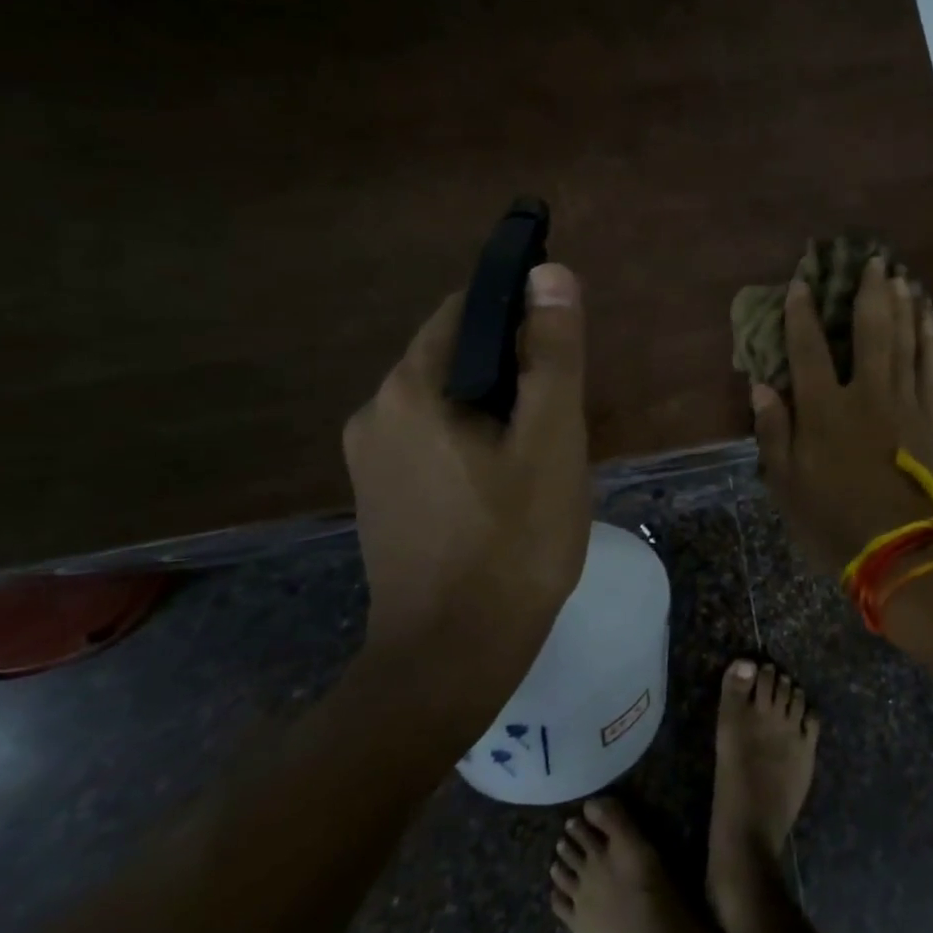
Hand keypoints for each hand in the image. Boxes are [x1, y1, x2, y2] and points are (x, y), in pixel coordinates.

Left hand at [343, 263, 589, 664]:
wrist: (451, 660)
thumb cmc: (514, 543)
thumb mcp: (551, 440)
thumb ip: (552, 354)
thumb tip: (549, 272)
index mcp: (409, 389)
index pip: (465, 310)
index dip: (520, 314)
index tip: (563, 351)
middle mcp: (374, 413)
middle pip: (454, 357)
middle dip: (512, 372)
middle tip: (560, 421)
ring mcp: (369, 460)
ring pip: (446, 402)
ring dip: (495, 410)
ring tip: (540, 458)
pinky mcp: (379, 496)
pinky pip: (432, 441)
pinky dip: (472, 442)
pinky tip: (505, 487)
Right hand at [752, 256, 932, 575]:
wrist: (902, 552)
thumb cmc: (834, 521)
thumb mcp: (786, 486)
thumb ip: (774, 432)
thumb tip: (761, 387)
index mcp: (825, 410)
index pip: (808, 349)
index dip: (802, 314)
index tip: (802, 283)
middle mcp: (867, 393)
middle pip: (870, 330)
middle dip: (868, 292)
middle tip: (872, 260)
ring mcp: (907, 402)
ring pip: (907, 340)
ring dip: (904, 305)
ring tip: (901, 277)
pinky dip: (932, 338)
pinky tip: (930, 319)